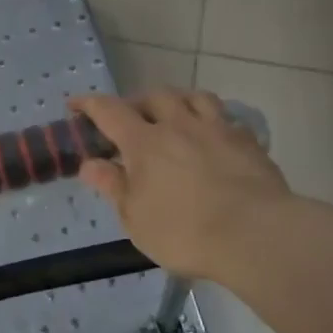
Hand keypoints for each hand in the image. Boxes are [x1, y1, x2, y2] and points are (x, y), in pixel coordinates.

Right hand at [71, 90, 292, 284]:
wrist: (257, 235)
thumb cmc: (185, 232)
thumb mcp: (135, 218)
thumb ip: (113, 186)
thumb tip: (90, 164)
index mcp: (144, 142)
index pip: (109, 111)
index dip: (89, 104)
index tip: (75, 104)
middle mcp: (179, 126)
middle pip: (154, 97)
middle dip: (136, 102)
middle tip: (130, 118)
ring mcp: (217, 130)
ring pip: (195, 97)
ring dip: (178, 101)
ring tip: (174, 115)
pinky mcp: (249, 142)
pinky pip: (227, 119)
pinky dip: (213, 121)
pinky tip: (214, 137)